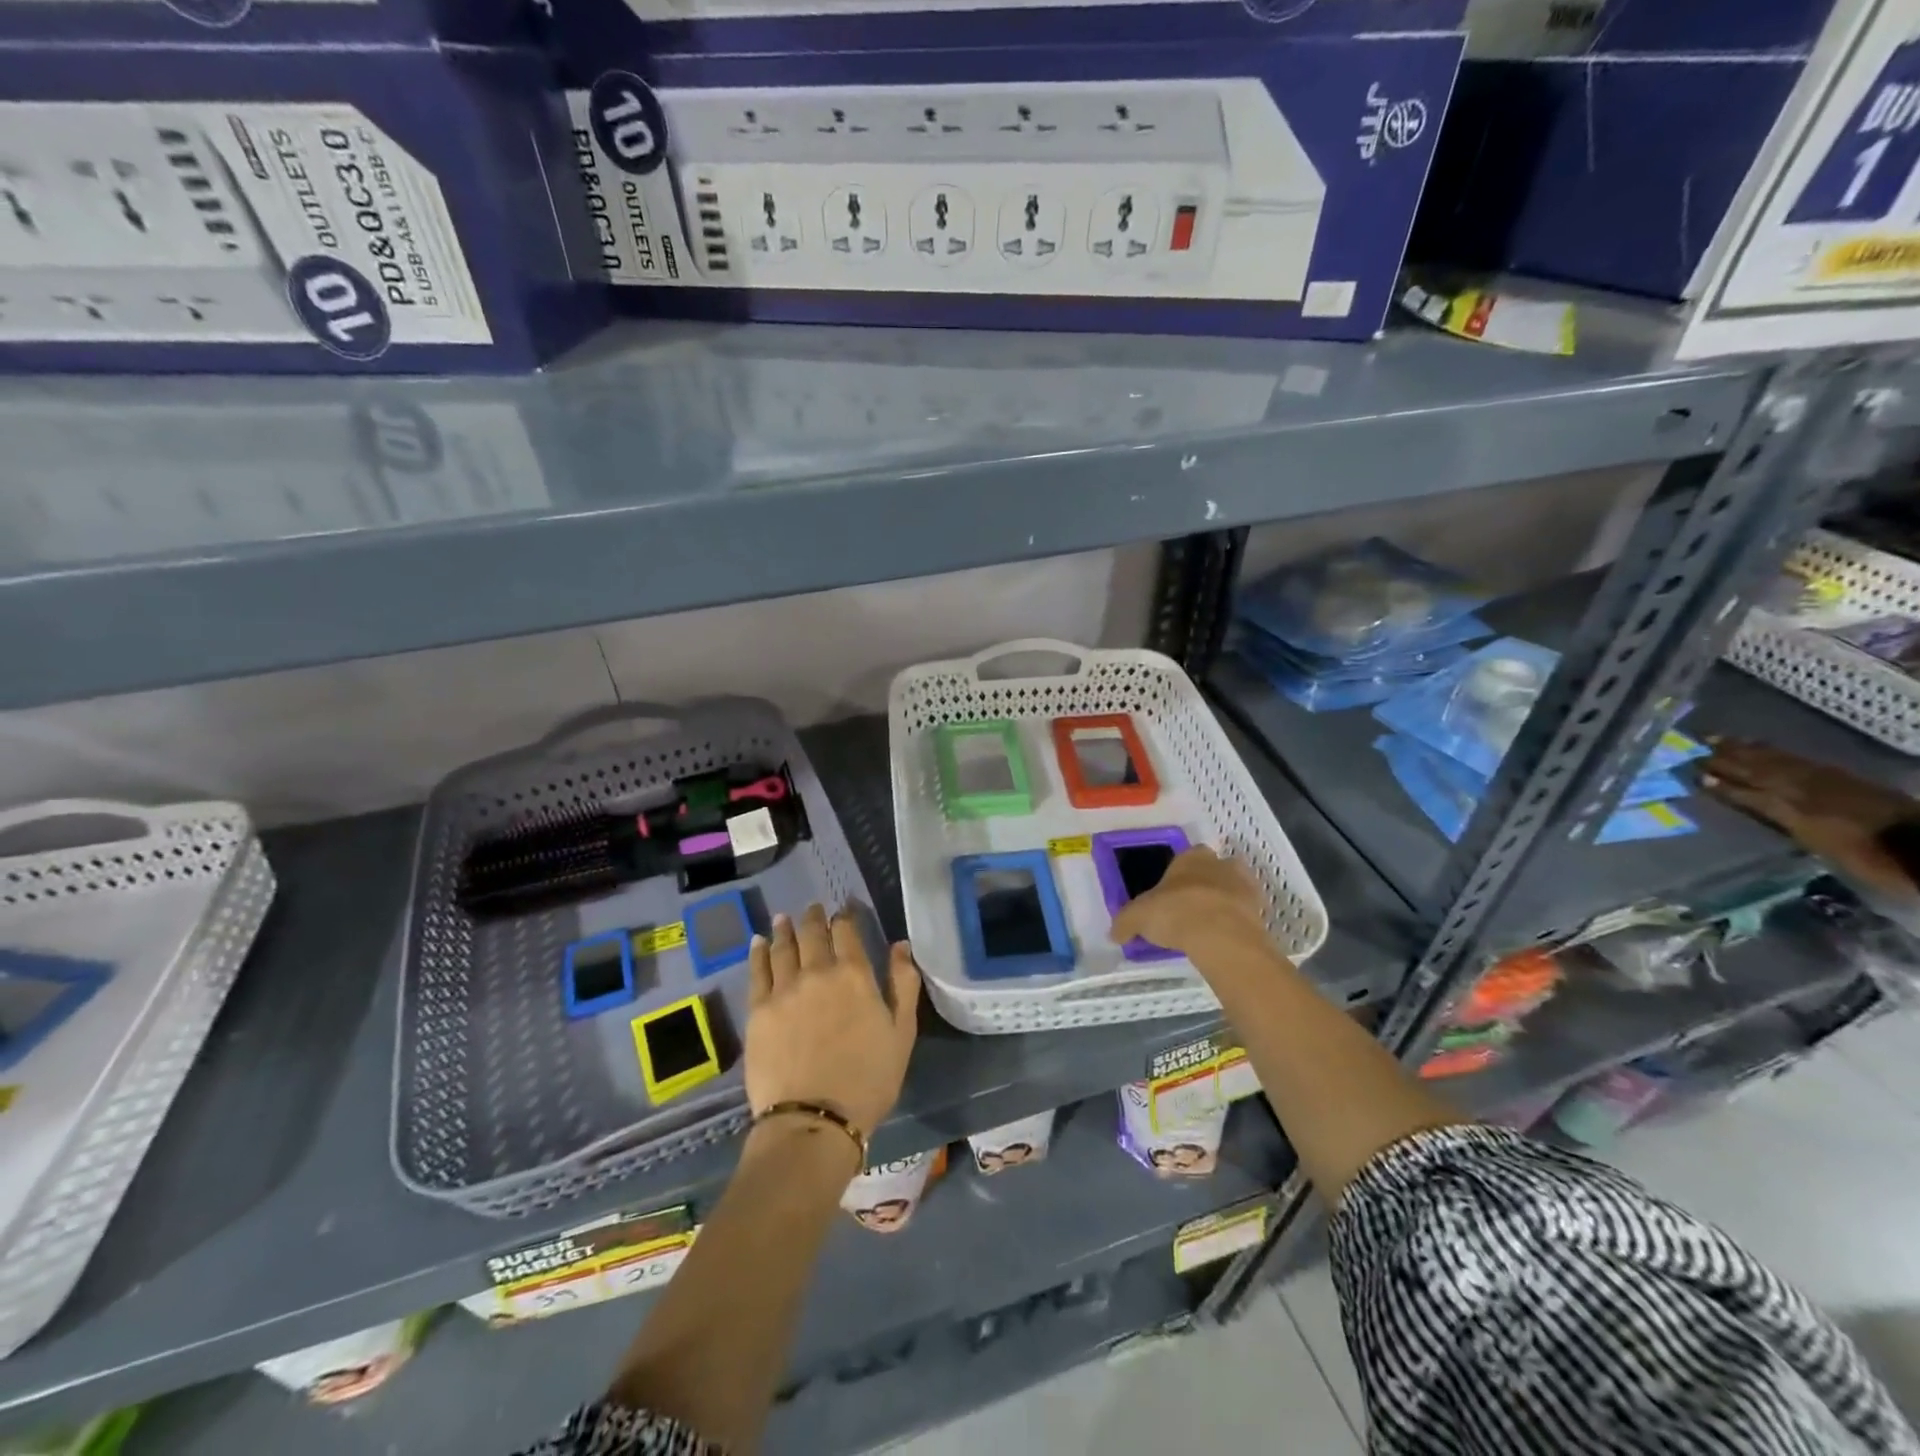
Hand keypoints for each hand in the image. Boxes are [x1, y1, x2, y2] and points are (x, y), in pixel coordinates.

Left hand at [746, 905, 919, 1140]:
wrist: (814, 1119)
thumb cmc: (868, 1079)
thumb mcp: (902, 1033)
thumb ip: (903, 984)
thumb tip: (901, 945)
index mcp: (854, 974)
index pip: (847, 931)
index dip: (846, 915)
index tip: (844, 907)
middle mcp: (817, 971)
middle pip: (813, 933)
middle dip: (814, 916)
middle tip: (813, 907)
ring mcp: (784, 989)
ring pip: (784, 946)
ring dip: (785, 928)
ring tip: (785, 917)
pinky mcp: (758, 1010)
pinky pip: (757, 970)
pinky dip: (759, 951)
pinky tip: (758, 942)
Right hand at [1109, 846, 1267, 958]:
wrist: (1222, 936)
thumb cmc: (1176, 913)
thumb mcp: (1138, 917)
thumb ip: (1125, 923)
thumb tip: (1114, 934)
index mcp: (1190, 857)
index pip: (1184, 857)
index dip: (1177, 875)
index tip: (1169, 894)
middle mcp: (1219, 864)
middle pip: (1212, 869)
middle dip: (1204, 884)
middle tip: (1189, 909)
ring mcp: (1244, 885)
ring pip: (1233, 888)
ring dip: (1223, 901)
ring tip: (1208, 925)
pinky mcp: (1261, 910)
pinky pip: (1246, 913)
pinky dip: (1237, 922)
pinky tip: (1223, 938)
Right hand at [1702, 738, 1919, 902]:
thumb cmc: (1869, 857)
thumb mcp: (1818, 843)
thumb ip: (1778, 818)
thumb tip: (1751, 802)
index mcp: (1791, 805)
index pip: (1745, 791)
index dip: (1720, 784)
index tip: (1692, 775)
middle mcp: (1802, 787)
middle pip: (1756, 769)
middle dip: (1724, 759)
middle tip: (1694, 747)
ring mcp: (1823, 779)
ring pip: (1774, 760)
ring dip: (1744, 750)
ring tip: (1717, 740)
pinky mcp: (1840, 776)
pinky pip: (1795, 759)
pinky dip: (1773, 752)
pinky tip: (1761, 749)